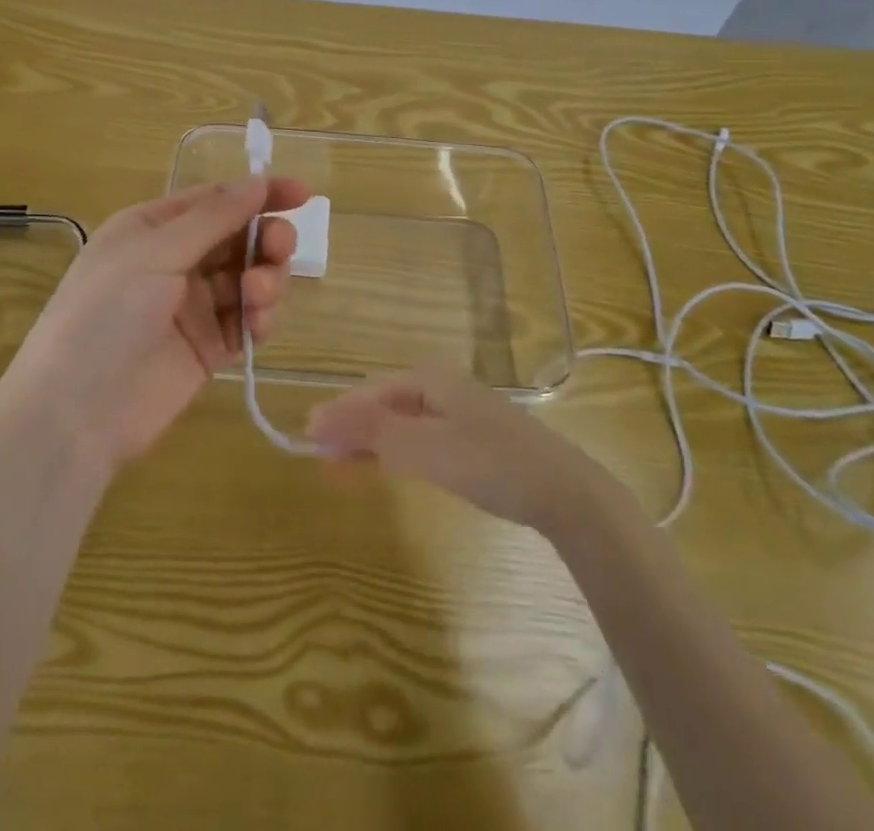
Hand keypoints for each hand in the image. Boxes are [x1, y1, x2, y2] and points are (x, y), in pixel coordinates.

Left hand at [6, 176, 311, 470]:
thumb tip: (258, 181)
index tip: (303, 194)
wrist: (75, 413)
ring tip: (257, 296)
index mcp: (153, 228)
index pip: (216, 199)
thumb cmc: (105, 315)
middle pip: (239, 238)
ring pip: (250, 277)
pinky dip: (261, 317)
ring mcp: (193, 306)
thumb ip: (212, 218)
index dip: (260, 193)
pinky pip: (249, 320)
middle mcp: (176, 261)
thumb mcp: (154, 253)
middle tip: (278, 249)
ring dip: (266, 279)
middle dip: (266, 239)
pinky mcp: (209, 348)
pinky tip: (257, 324)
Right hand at [306, 369, 608, 533]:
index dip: (338, 414)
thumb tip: (315, 418)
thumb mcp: (422, 447)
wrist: (565, 492)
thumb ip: (370, 432)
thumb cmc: (489, 462)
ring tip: (345, 468)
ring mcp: (463, 413)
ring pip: (404, 423)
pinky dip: (400, 452)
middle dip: (353, 429)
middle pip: (385, 404)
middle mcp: (444, 388)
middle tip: (323, 459)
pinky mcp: (477, 439)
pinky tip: (392, 467)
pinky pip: (424, 438)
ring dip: (373, 443)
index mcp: (429, 379)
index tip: (309, 438)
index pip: (370, 392)